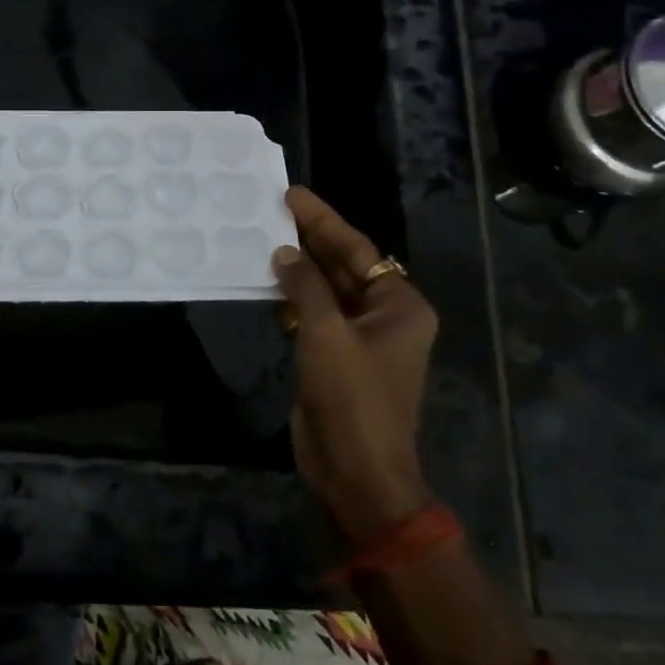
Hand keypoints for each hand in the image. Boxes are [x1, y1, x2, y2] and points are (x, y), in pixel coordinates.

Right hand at [273, 186, 437, 542]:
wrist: (356, 470)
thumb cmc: (352, 397)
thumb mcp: (326, 334)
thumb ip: (305, 287)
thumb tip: (285, 253)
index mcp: (400, 305)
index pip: (359, 250)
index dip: (323, 221)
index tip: (292, 195)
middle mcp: (385, 316)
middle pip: (344, 266)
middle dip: (310, 240)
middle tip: (273, 209)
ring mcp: (360, 338)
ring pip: (327, 291)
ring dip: (299, 270)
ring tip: (264, 238)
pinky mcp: (337, 358)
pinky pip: (315, 316)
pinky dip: (294, 299)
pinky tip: (269, 283)